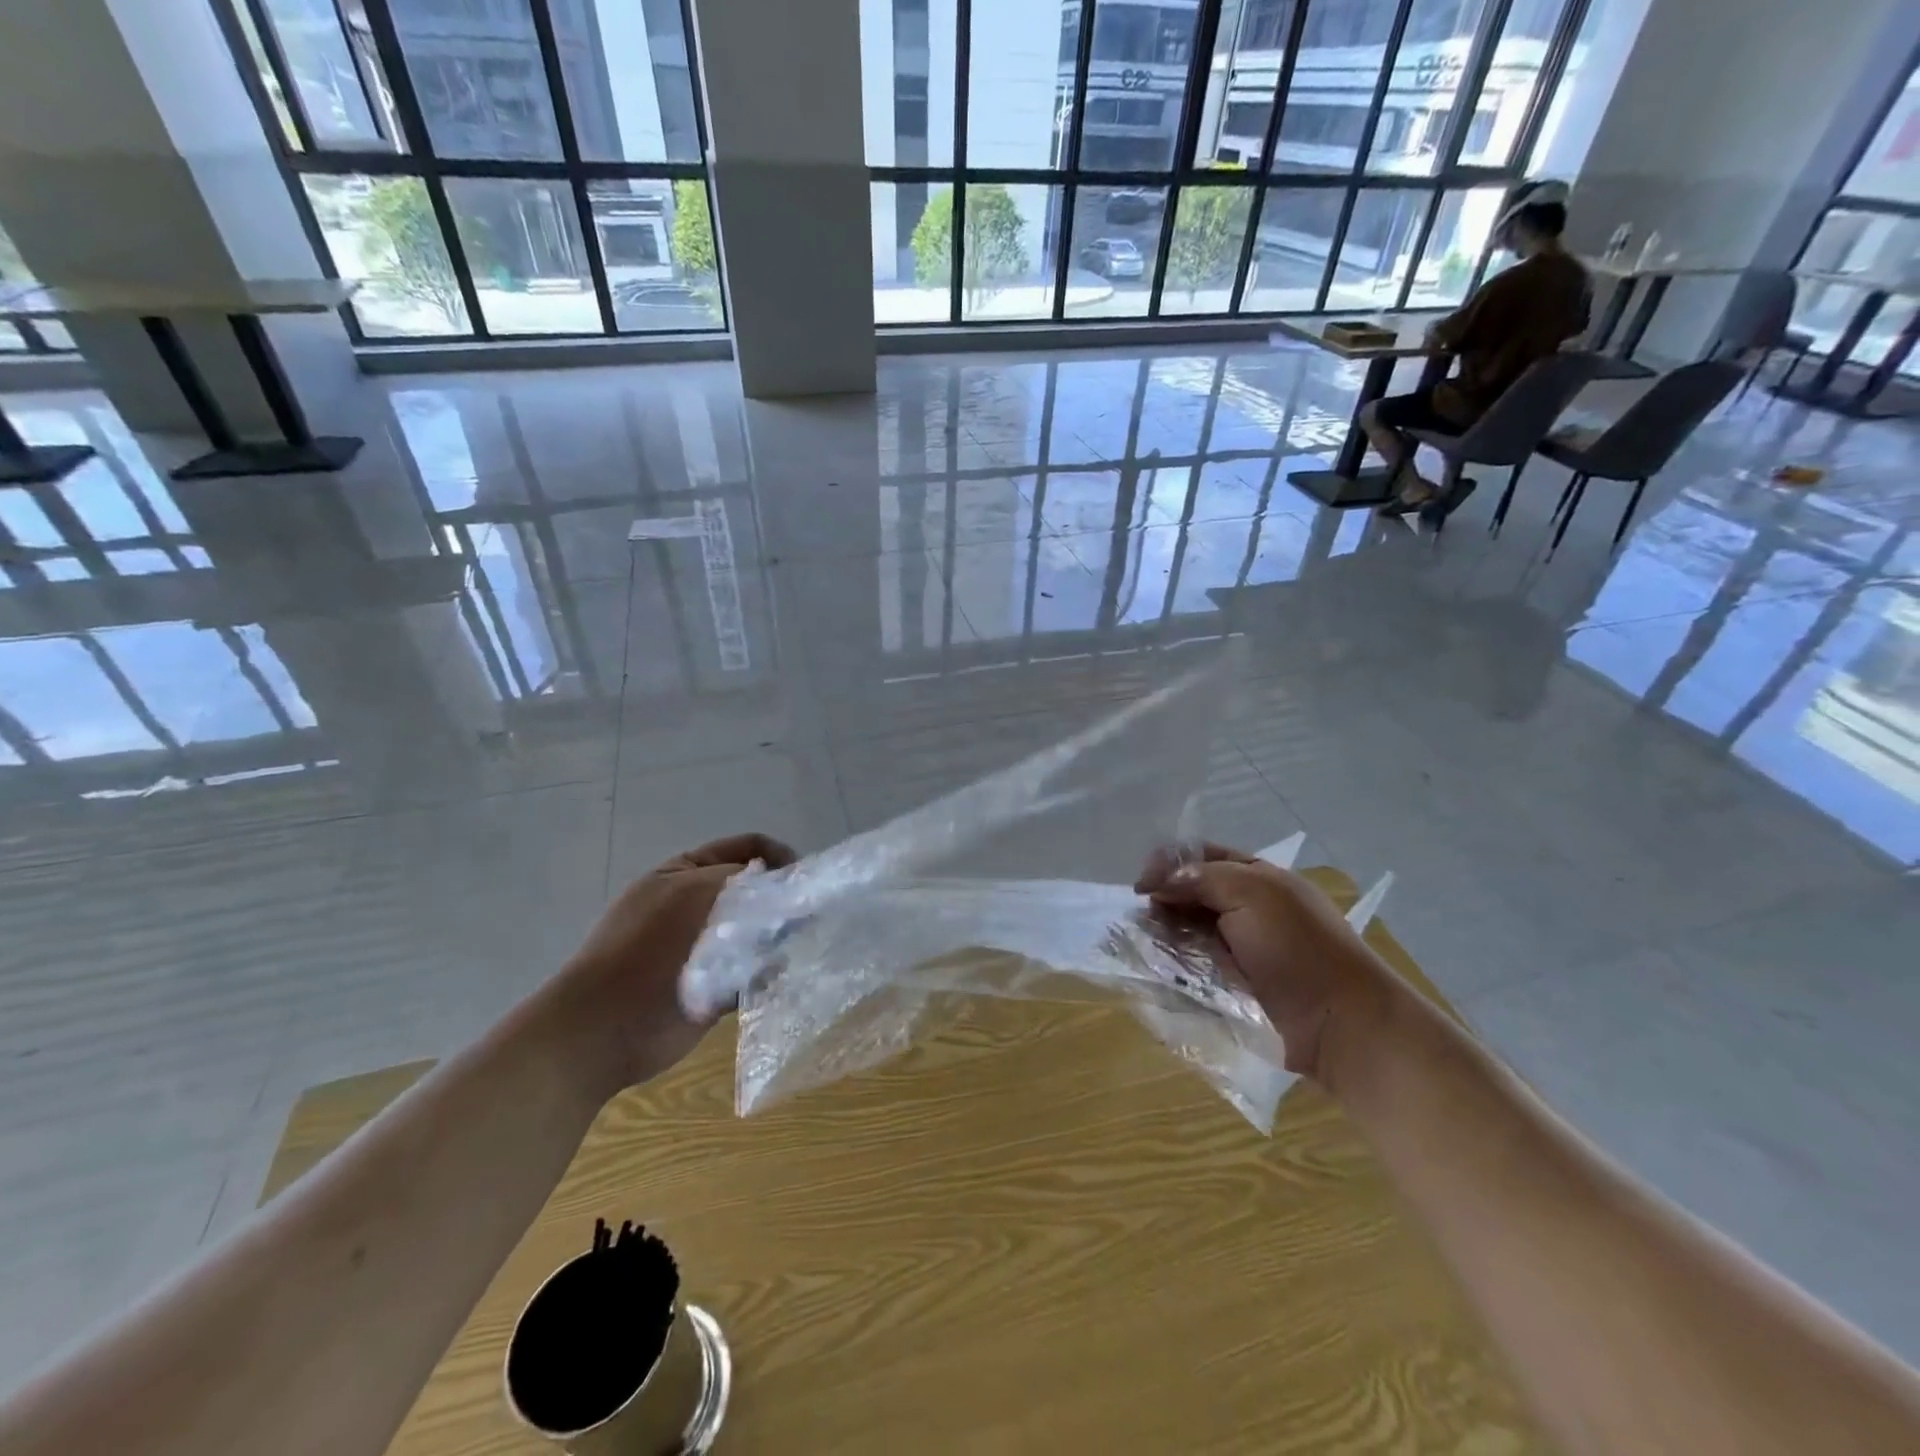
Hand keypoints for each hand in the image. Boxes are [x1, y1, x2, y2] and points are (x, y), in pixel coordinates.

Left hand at [553, 833, 795, 1093]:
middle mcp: (697, 905)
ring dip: (778, 937)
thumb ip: (742, 878)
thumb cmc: (645, 949)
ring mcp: (705, 948)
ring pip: (758, 932)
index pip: (746, 849)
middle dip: (782, 900)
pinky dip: (769, 972)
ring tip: (801, 946)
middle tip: (809, 916)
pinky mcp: (715, 988)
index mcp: (685, 873)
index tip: (806, 878)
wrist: (603, 1029)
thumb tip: (782, 884)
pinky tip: (784, 976)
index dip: (779, 856)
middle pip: (755, 891)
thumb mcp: (693, 891)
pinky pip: (753, 972)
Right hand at [1135, 843, 1398, 1086]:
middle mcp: (1245, 908)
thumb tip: (1159, 883)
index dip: (1169, 863)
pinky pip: (1191, 967)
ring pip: (1186, 930)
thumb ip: (1202, 877)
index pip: (1201, 856)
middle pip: (1190, 893)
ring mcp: (1237, 948)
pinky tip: (1157, 969)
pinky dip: (1172, 965)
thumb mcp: (1253, 892)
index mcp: (1256, 877)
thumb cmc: (1298, 947)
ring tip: (1145, 944)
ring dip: (1164, 933)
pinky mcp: (1230, 985)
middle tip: (1145, 917)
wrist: (1338, 1022)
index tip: (1144, 884)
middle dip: (1163, 900)